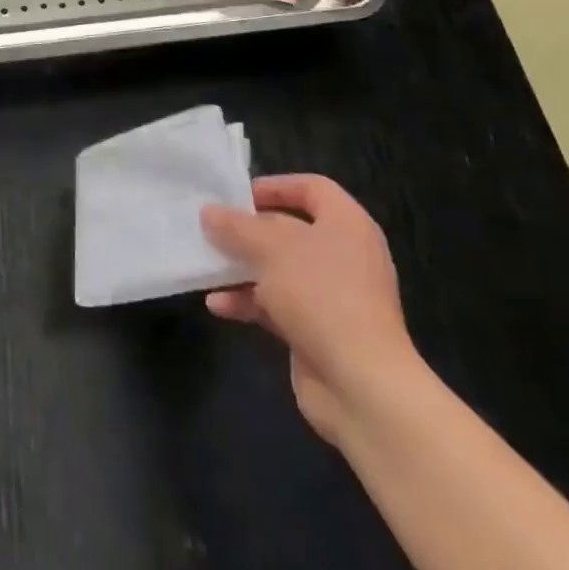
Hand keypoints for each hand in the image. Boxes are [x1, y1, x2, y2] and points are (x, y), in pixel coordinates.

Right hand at [201, 175, 417, 442]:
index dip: (275, 186)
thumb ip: (236, 226)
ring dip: (242, 268)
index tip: (236, 196)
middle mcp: (344, 255)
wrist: (360, 384)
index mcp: (347, 225)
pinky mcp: (319, 329)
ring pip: (279, 269)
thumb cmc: (320, 296)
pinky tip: (218, 306)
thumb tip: (209, 212)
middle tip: (212, 230)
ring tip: (207, 267)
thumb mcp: (270, 248)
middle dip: (248, 231)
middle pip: (290, 229)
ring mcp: (333, 295)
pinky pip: (277, 305)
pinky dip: (249, 302)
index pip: (312, 188)